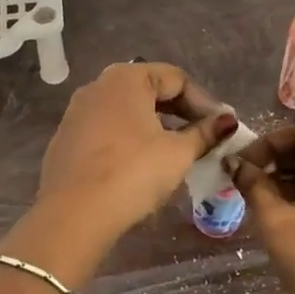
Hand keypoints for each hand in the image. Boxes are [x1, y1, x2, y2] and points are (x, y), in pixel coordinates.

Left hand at [37, 62, 236, 245]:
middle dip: (180, 112)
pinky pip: (107, 129)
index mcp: (126, 78)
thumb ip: (204, 133)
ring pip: (127, 111)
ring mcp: (77, 112)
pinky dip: (130, 139)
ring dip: (155, 126)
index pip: (176, 78)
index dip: (204, 102)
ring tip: (177, 151)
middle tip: (204, 137)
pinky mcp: (67, 139)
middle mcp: (98, 86)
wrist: (72, 215)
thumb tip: (227, 121)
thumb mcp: (178, 153)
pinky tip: (142, 164)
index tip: (221, 127)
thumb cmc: (132, 173)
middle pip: (149, 90)